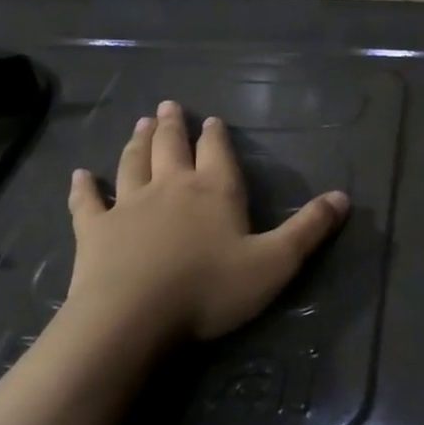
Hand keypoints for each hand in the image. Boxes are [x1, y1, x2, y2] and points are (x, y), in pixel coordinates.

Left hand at [63, 100, 348, 346]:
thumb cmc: (210, 289)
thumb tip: (344, 197)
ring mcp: (127, 206)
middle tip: (168, 106)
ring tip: (140, 124)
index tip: (211, 120)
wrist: (133, 318)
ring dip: (137, 142)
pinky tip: (79, 175)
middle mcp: (171, 187)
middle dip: (173, 126)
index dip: (216, 135)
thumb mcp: (275, 263)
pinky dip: (83, 187)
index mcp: (214, 190)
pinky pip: (87, 202)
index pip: (217, 152)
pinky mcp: (94, 231)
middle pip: (171, 147)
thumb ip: (309, 229)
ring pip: (132, 163)